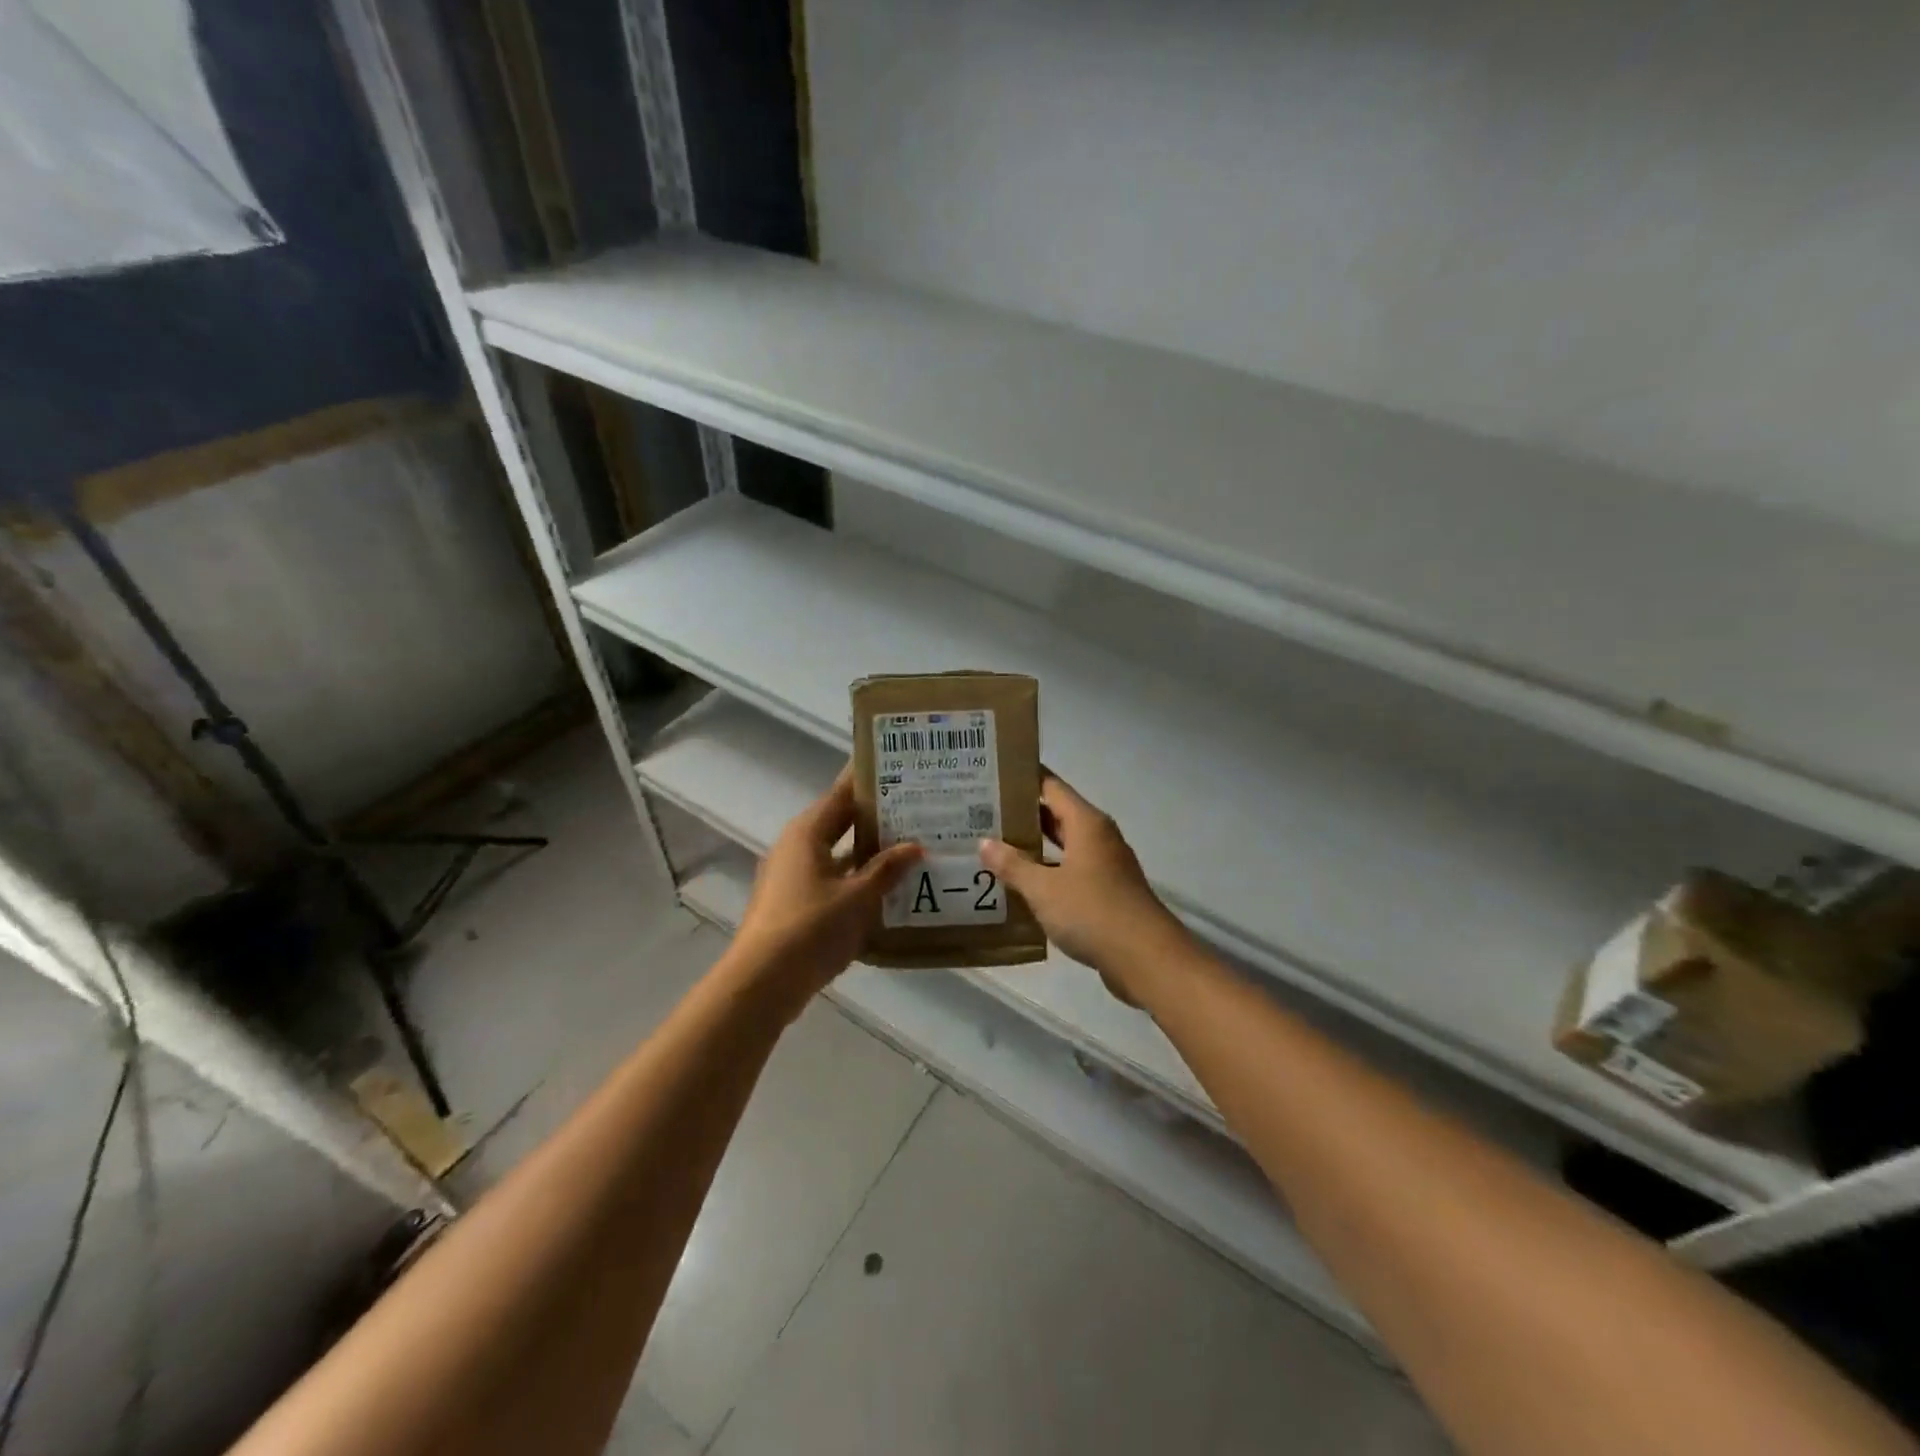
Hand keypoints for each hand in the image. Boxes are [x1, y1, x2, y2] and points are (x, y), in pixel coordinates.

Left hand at [732, 767, 921, 1001]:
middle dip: (877, 817)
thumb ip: (887, 869)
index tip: (901, 768)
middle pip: (840, 822)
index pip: (842, 793)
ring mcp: (793, 876)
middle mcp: (796, 847)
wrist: (762, 983)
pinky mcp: (795, 904)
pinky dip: (857, 880)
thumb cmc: (811, 928)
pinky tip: (888, 889)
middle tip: (918, 808)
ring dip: (869, 853)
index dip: (870, 780)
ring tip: (912, 847)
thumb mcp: (858, 898)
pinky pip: (832, 880)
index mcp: (807, 832)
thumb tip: (916, 846)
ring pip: (838, 854)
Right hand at [979, 774, 1189, 1001]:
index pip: (1051, 786)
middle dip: (1021, 814)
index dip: (1023, 778)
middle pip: (1056, 815)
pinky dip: (1046, 873)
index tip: (992, 774)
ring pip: (1062, 846)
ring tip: (992, 846)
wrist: (1144, 958)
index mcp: (1087, 824)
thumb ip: (1013, 865)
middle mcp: (1098, 837)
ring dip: (1032, 847)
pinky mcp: (1105, 892)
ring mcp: (1104, 865)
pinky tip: (1018, 884)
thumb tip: (985, 842)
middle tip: (980, 812)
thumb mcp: (1043, 889)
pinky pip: (1069, 872)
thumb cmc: (1092, 912)